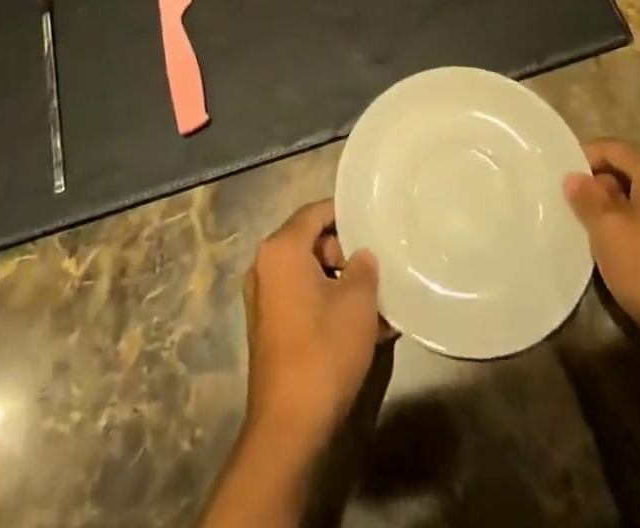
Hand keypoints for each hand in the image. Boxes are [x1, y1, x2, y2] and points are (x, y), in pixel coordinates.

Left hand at [240, 200, 383, 456]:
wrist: (289, 426)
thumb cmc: (324, 350)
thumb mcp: (357, 302)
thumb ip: (364, 266)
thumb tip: (361, 256)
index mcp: (280, 249)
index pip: (314, 212)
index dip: (345, 214)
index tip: (372, 222)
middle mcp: (264, 266)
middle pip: (310, 241)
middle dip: (345, 253)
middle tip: (376, 270)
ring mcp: (263, 299)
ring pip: (308, 274)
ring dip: (340, 283)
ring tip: (377, 304)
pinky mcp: (268, 328)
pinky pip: (301, 299)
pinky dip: (327, 304)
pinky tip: (361, 328)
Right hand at [565, 139, 639, 345]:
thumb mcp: (606, 229)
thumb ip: (586, 196)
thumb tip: (575, 177)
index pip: (610, 147)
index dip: (582, 160)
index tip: (561, 183)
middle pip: (627, 167)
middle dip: (599, 184)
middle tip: (574, 208)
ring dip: (615, 206)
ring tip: (593, 229)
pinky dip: (634, 222)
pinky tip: (619, 247)